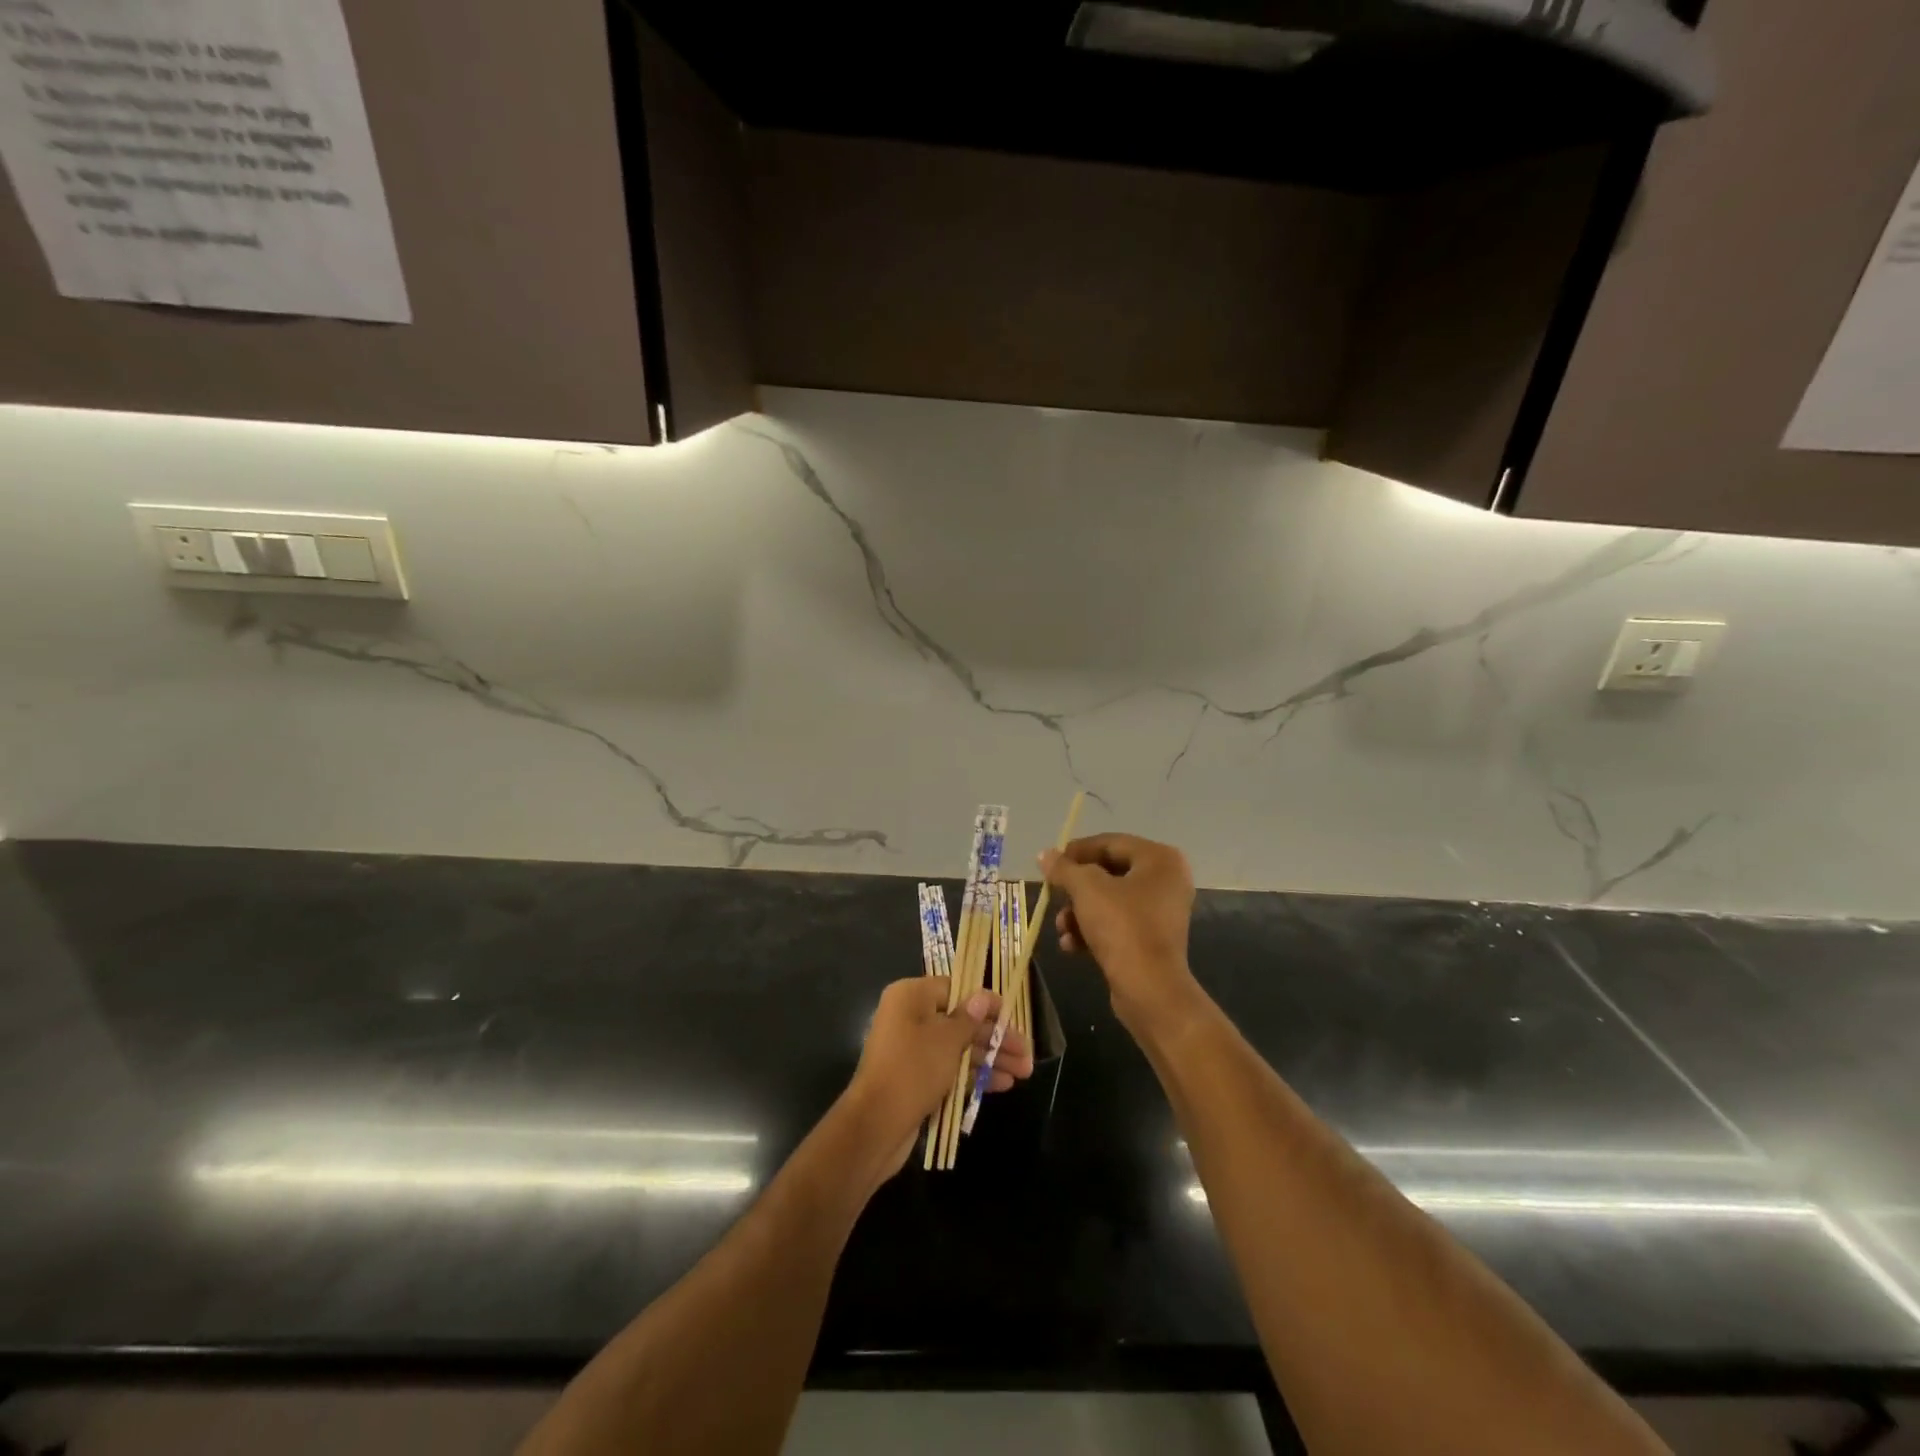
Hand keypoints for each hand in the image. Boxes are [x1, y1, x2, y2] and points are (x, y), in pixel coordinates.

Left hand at [844, 978, 1034, 1180]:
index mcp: (911, 996)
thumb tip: (982, 997)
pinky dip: (974, 1074)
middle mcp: (910, 1017)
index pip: (955, 989)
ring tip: (1024, 1072)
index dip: (985, 1002)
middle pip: (961, 1021)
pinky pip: (950, 1069)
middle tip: (1026, 1052)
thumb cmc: (913, 1069)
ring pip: (959, 1047)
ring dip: (991, 1058)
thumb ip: (969, 1018)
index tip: (1012, 1014)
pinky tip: (1003, 1085)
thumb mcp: (947, 1039)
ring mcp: (913, 1050)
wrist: (876, 1125)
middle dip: (995, 1037)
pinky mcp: (916, 1078)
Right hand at [1042, 833, 1202, 1036]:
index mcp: (1160, 859)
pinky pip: (1117, 924)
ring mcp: (1161, 912)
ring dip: (1079, 912)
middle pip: (1108, 873)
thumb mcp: (1086, 889)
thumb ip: (1064, 868)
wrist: (1150, 989)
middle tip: (1053, 896)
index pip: (1110, 843)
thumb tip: (1045, 854)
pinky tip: (1072, 946)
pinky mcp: (1152, 939)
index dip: (1077, 851)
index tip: (1051, 863)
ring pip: (1109, 901)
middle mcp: (1166, 880)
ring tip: (1061, 928)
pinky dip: (1093, 931)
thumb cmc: (1122, 926)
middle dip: (1076, 889)